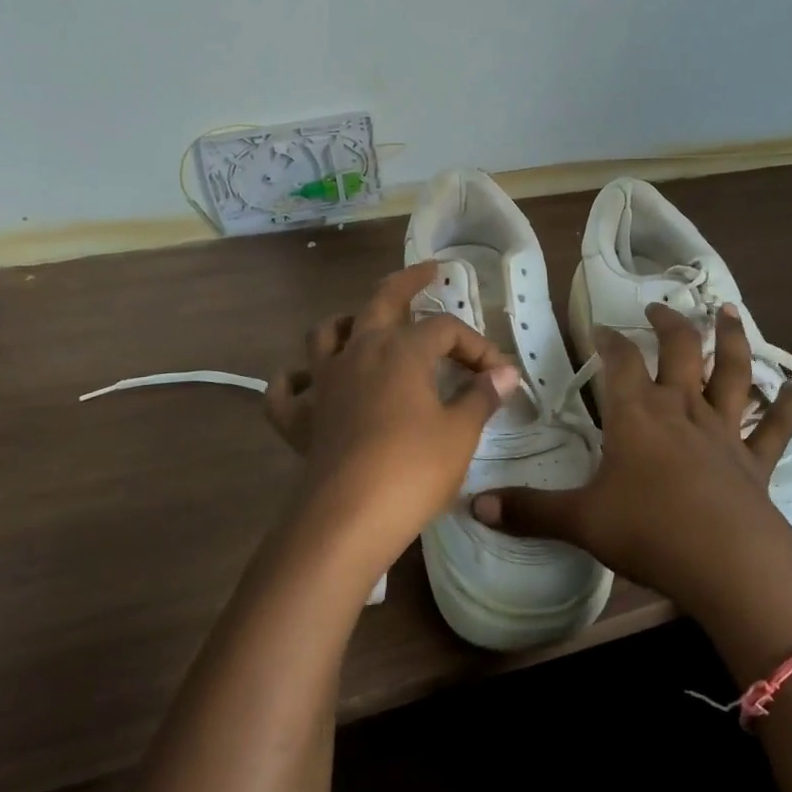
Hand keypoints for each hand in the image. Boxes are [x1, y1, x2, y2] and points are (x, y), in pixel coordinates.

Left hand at [264, 262, 518, 569]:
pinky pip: (287, 391)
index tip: (499, 374)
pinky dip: (295, 381)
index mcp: (401, 349)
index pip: (446, 329)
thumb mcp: (460, 433)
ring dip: (345, 322)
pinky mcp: (300, 419)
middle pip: (380, 300)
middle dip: (407, 282)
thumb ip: (481, 396)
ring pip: (325, 333)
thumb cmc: (412, 469)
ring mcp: (324, 383)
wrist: (347, 519)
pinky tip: (307, 384)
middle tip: (427, 272)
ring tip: (361, 325)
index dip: (476, 346)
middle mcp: (358, 352)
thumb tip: (504, 373)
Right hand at [473, 302, 791, 625]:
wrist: (728, 563)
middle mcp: (682, 409)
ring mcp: (723, 431)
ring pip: (731, 372)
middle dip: (668, 323)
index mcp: (637, 414)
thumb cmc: (649, 531)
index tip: (597, 327)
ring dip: (731, 340)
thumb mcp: (581, 521)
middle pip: (679, 349)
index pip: (619, 360)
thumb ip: (529, 511)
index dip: (607, 339)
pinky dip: (786, 407)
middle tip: (659, 307)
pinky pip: (774, 428)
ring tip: (729, 313)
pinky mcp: (755, 460)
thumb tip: (473, 505)